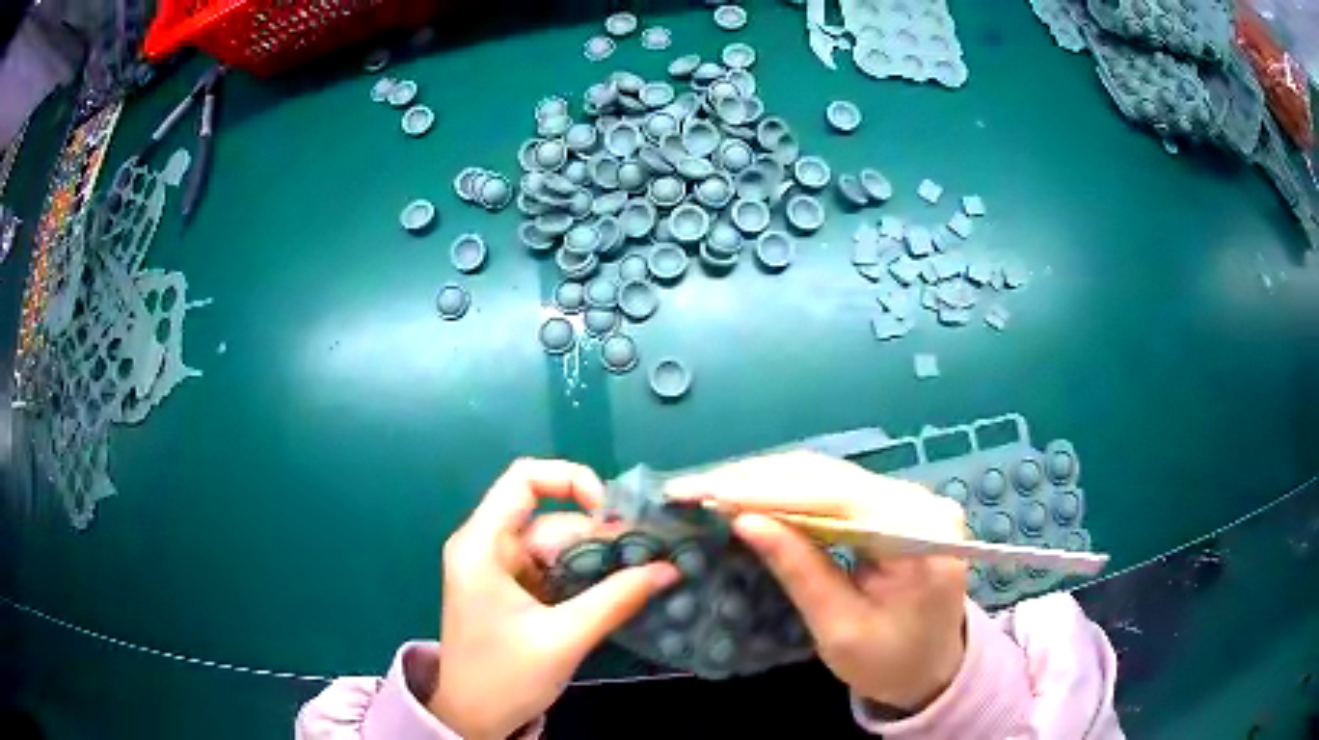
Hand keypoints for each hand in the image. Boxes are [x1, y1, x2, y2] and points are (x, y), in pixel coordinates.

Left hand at [429, 459, 679, 738]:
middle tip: (650, 558)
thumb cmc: (505, 676)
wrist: (473, 718)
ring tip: (643, 574)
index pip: (524, 480)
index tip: (612, 513)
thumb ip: (616, 599)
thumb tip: (668, 567)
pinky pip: (554, 569)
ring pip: (557, 546)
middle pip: (550, 519)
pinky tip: (618, 589)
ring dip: (598, 560)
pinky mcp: (513, 591)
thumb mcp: (564, 638)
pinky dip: (585, 576)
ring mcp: (500, 570)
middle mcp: (488, 546)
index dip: (570, 480)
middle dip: (600, 536)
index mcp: (482, 545)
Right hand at [667, 452, 967, 711]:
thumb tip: (744, 520)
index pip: (836, 496)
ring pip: (828, 476)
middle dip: (758, 480)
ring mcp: (910, 498)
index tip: (707, 491)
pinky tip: (751, 495)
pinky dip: (789, 493)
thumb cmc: (890, 661)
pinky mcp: (894, 505)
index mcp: (919, 534)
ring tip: (712, 488)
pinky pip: (835, 490)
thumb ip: (799, 571)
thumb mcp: (839, 628)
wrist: (933, 667)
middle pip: (829, 476)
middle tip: (696, 486)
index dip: (766, 490)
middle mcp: (920, 501)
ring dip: (768, 482)